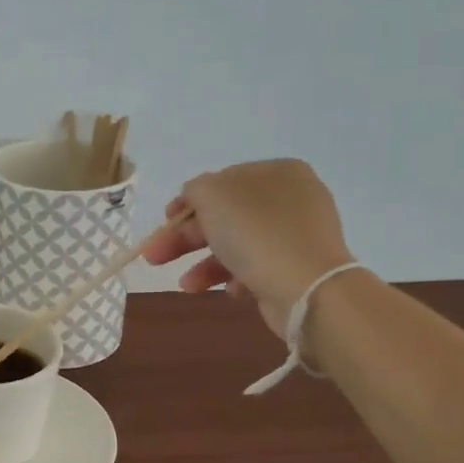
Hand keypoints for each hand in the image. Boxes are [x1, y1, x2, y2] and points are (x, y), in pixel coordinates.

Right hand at [142, 160, 354, 336]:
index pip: (220, 182)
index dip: (187, 203)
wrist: (307, 288)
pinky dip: (234, 277)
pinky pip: (255, 266)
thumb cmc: (256, 233)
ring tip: (187, 285)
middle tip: (156, 258)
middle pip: (224, 215)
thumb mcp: (212, 196)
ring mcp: (297, 234)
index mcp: (277, 171)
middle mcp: (291, 198)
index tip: (164, 223)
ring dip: (204, 264)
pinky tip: (229, 290)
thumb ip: (194, 189)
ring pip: (236, 244)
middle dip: (186, 239)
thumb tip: (194, 197)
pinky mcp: (297, 267)